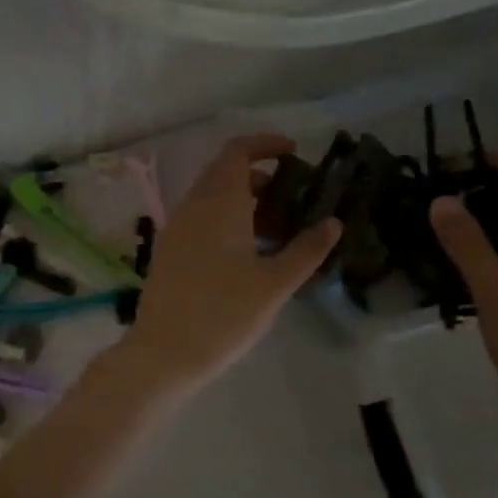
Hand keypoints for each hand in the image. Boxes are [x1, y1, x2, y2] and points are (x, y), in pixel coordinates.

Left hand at [121, 134, 340, 393]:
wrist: (164, 352)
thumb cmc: (224, 315)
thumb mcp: (274, 284)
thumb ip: (306, 250)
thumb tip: (333, 223)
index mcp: (218, 204)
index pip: (237, 152)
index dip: (264, 144)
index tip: (293, 153)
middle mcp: (192, 206)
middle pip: (224, 172)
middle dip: (258, 175)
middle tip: (292, 197)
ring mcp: (175, 227)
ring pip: (210, 196)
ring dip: (242, 199)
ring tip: (275, 228)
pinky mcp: (168, 250)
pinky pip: (199, 217)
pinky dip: (224, 218)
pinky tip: (245, 250)